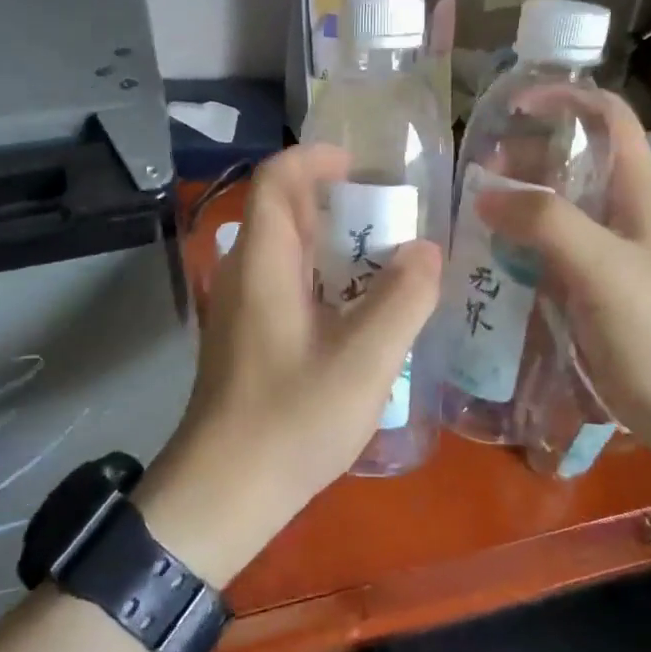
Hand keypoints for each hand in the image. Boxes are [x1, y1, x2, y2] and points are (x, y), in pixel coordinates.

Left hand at [136, 145, 441, 584]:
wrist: (223, 493)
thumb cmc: (290, 421)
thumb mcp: (363, 361)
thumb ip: (402, 300)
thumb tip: (427, 250)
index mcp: (262, 262)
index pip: (275, 180)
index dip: (313, 159)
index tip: (360, 164)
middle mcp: (244, 273)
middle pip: (282, 211)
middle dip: (333, 200)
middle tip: (390, 214)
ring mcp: (241, 307)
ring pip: (285, 250)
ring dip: (331, 242)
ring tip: (385, 257)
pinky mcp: (246, 337)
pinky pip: (284, 283)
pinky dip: (321, 276)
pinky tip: (358, 309)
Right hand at [474, 90, 650, 446]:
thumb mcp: (605, 267)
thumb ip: (547, 223)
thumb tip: (484, 196)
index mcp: (637, 191)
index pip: (607, 117)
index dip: (565, 99)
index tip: (513, 107)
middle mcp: (617, 212)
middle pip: (568, 161)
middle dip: (521, 156)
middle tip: (474, 173)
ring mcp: (600, 253)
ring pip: (550, 209)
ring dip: (511, 204)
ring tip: (466, 213)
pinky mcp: (583, 289)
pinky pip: (541, 252)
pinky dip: (511, 246)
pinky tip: (481, 258)